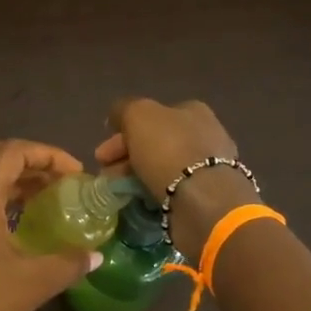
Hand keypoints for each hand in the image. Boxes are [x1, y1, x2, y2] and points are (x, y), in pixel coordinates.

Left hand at [0, 139, 100, 310]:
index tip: (77, 176)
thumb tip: (95, 256)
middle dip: (32, 162)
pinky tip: (21, 223)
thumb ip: (69, 262)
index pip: (14, 151)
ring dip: (15, 180)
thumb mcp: (33, 281)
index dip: (49, 155)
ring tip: (48, 200)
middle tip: (63, 183)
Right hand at [96, 98, 248, 259]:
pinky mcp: (207, 194)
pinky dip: (153, 191)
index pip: (150, 117)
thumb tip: (116, 117)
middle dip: (125, 156)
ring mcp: (208, 166)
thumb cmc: (169, 149)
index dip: (122, 132)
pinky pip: (172, 188)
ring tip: (117, 191)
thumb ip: (123, 110)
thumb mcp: (138, 115)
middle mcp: (204, 134)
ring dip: (135, 176)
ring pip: (161, 166)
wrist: (203, 199)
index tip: (102, 154)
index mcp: (192, 111)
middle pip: (154, 142)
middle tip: (105, 173)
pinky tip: (140, 200)